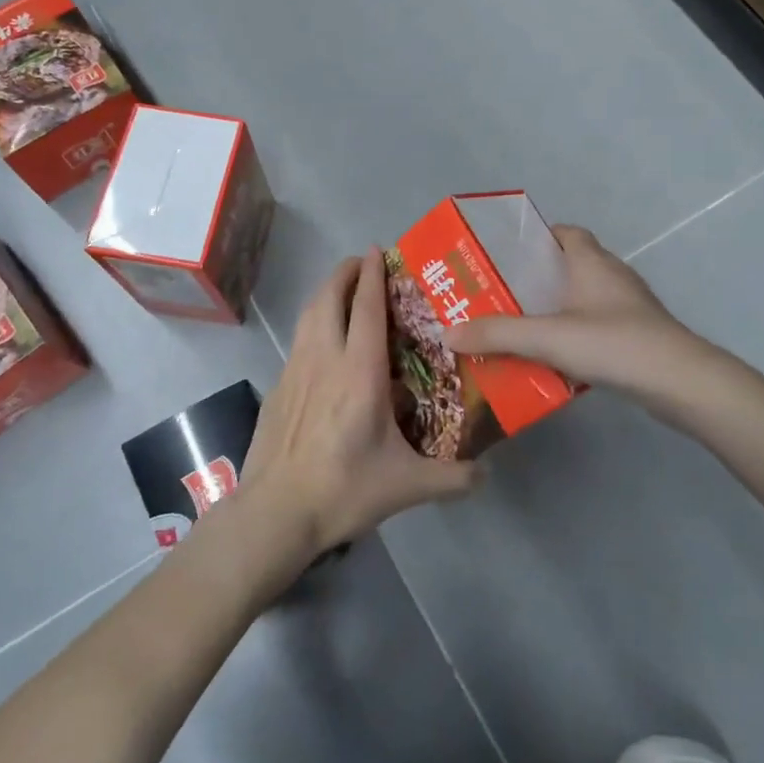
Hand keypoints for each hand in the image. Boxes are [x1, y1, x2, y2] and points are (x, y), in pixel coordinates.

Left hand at [240, 250, 480, 557]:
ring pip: (308, 315)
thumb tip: (487, 474)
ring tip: (342, 291)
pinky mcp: (276, 388)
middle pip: (329, 298)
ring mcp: (295, 371)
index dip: (372, 275)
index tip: (377, 250)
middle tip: (361, 263)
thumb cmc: (344, 490)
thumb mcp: (407, 486)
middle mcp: (324, 359)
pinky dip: (313, 326)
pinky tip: (322, 346)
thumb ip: (453, 478)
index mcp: (359, 372)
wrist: (276, 512)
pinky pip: (298, 342)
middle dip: (344, 273)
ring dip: (325, 293)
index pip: (366, 308)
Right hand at [445, 225, 707, 395]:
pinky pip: (594, 326)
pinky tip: (551, 357)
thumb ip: (497, 334)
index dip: (537, 237)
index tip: (506, 254)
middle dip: (535, 278)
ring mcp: (628, 308)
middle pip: (569, 266)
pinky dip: (572, 334)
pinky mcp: (636, 337)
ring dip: (553, 309)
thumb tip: (448, 332)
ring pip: (581, 299)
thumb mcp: (548, 337)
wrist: (681, 384)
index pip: (564, 233)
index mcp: (591, 262)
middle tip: (498, 294)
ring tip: (517, 326)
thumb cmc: (614, 343)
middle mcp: (611, 277)